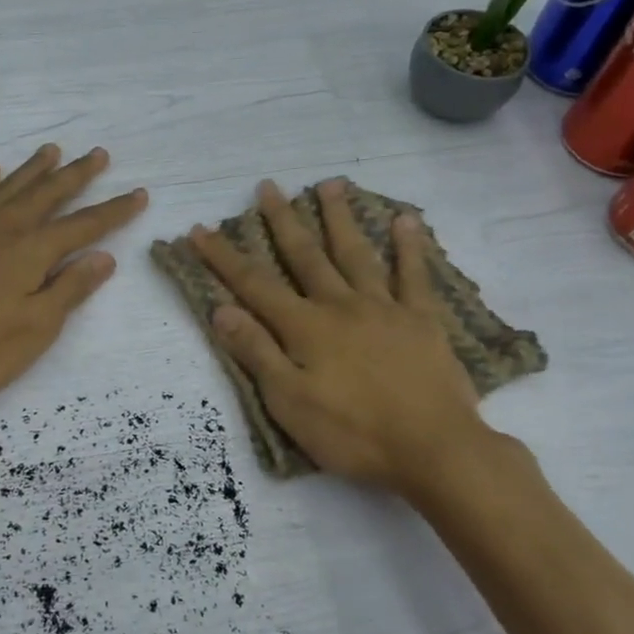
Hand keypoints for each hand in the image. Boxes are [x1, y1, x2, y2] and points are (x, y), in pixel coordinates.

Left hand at [0, 145, 147, 414]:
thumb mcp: (36, 329)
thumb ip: (70, 289)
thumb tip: (103, 257)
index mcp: (30, 252)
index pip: (83, 226)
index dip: (114, 211)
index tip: (139, 194)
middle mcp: (1, 230)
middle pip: (46, 194)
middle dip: (76, 175)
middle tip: (98, 154)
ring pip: (7, 189)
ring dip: (32, 169)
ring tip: (52, 151)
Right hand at [190, 178, 493, 496]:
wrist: (433, 448)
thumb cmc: (352, 432)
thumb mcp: (289, 401)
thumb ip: (257, 352)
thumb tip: (221, 309)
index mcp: (305, 327)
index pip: (254, 285)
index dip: (224, 257)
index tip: (200, 229)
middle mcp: (340, 305)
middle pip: (305, 256)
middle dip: (282, 221)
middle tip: (268, 186)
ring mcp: (384, 308)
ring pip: (356, 254)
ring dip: (340, 218)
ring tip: (330, 184)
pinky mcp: (422, 320)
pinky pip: (414, 276)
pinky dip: (409, 247)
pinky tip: (405, 220)